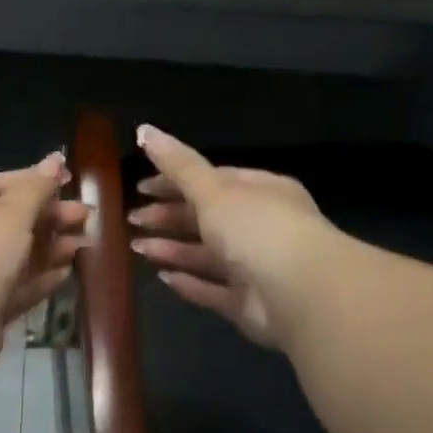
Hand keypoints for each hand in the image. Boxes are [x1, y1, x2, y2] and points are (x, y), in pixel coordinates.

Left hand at [0, 153, 88, 372]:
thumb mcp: (9, 215)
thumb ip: (35, 188)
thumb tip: (54, 160)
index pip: (1, 184)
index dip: (36, 179)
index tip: (72, 180)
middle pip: (13, 220)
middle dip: (51, 216)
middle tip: (87, 216)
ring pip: (19, 254)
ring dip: (52, 247)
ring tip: (85, 244)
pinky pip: (19, 286)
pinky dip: (42, 278)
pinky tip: (67, 273)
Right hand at [127, 125, 336, 347]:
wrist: (299, 292)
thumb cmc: (257, 228)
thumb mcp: (213, 190)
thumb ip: (178, 166)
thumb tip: (144, 129)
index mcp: (262, 191)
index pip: (214, 180)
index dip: (176, 181)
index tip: (141, 186)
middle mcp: (261, 227)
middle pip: (209, 218)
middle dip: (169, 216)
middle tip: (133, 218)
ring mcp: (256, 268)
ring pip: (208, 255)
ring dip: (173, 249)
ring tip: (136, 246)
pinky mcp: (249, 303)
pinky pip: (213, 290)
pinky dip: (189, 283)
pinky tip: (163, 277)